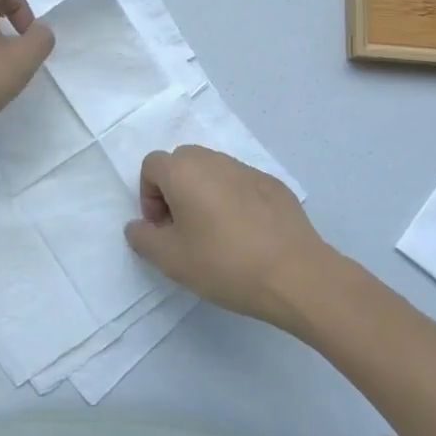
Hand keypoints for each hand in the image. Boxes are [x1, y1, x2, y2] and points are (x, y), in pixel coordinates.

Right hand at [125, 145, 333, 329]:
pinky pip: (241, 184)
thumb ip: (143, 238)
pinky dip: (234, 201)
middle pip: (182, 163)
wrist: (297, 276)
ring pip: (213, 171)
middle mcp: (214, 160)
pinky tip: (247, 236)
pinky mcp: (274, 185)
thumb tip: (138, 226)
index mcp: (184, 171)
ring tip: (215, 234)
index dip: (148, 196)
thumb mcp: (170, 260)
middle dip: (174, 191)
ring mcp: (248, 170)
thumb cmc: (225, 264)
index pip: (151, 166)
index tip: (162, 229)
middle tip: (183, 230)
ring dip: (204, 194)